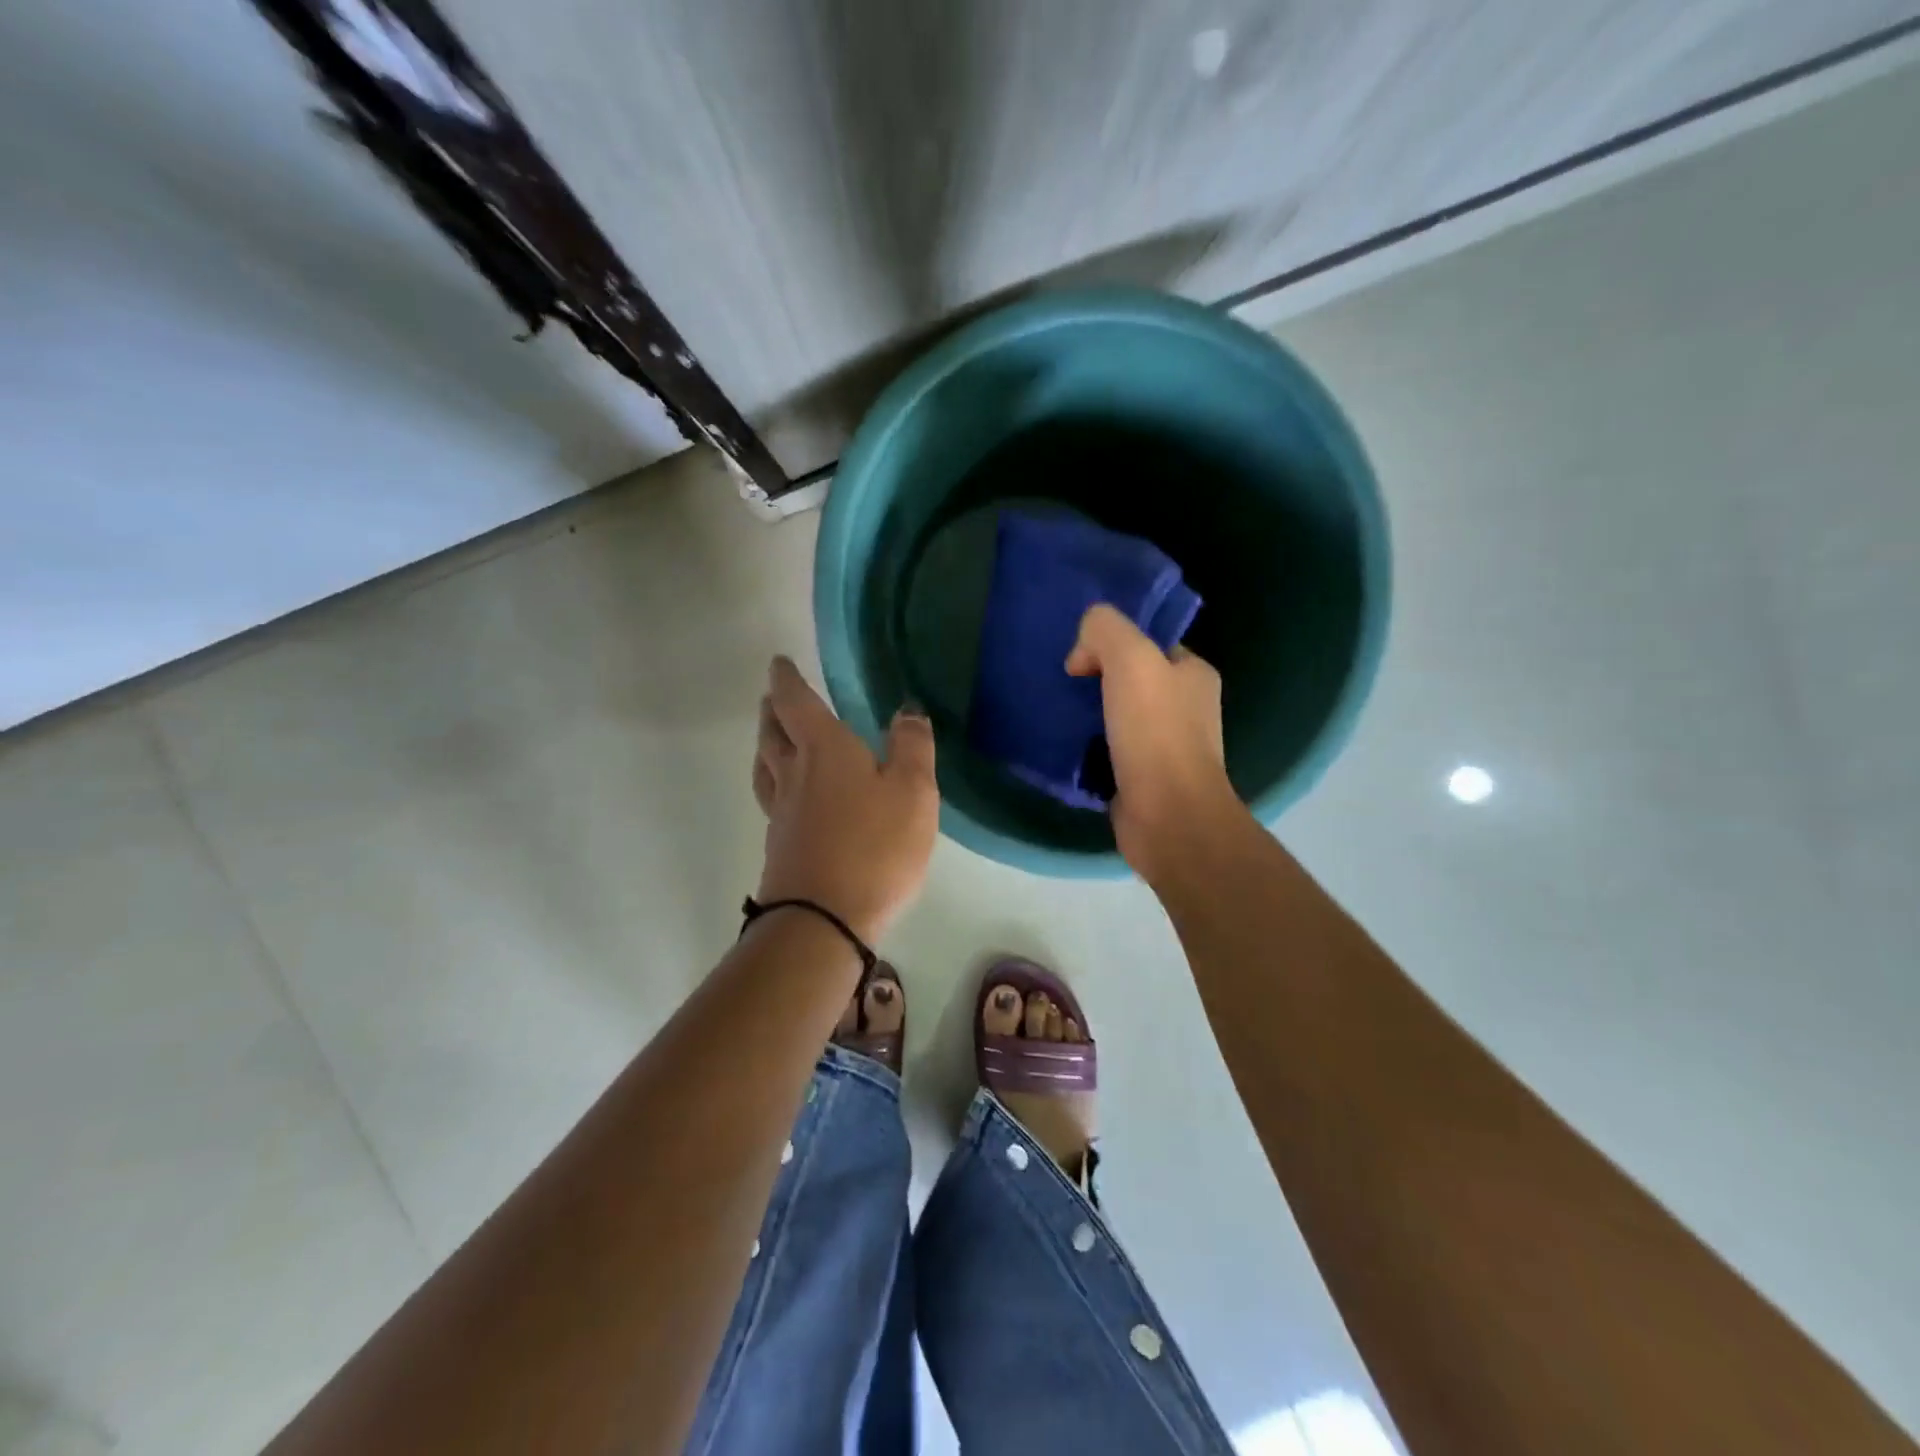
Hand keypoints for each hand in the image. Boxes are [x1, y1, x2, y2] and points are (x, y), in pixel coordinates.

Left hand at [753, 656, 938, 942]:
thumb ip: (912, 747)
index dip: (786, 679)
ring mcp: (781, 813)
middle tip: (772, 697)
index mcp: (824, 750)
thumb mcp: (913, 792)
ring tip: (771, 738)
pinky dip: (774, 781)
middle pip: (771, 733)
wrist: (823, 921)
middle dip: (771, 710)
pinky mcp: (780, 846)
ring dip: (765, 744)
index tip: (778, 663)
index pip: (796, 702)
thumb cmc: (875, 847)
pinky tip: (788, 795)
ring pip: (765, 767)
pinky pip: (771, 799)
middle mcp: (794, 775)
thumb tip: (907, 710)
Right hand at [1065, 604, 1243, 879]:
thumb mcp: (1131, 659)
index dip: (1112, 642)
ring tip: (1058, 715)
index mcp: (1193, 674)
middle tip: (1063, 685)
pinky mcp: (1145, 779)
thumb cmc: (1155, 733)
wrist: (1168, 817)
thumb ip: (1105, 630)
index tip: (1079, 659)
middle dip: (1096, 678)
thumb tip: (1082, 653)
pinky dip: (1089, 748)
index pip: (1148, 642)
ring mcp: (1167, 746)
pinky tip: (1066, 747)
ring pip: (1118, 716)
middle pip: (1131, 679)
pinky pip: (1110, 750)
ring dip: (1089, 714)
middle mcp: (1186, 707)